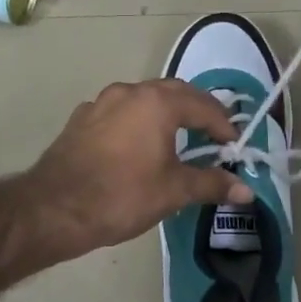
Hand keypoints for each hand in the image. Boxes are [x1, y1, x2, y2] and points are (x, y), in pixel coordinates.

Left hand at [22, 80, 254, 261]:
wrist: (54, 209)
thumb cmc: (122, 196)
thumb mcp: (173, 191)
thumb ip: (211, 184)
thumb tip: (246, 190)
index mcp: (157, 103)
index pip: (203, 106)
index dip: (224, 126)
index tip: (234, 148)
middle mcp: (130, 92)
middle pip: (174, 93)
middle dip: (198, 112)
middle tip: (213, 136)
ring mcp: (101, 102)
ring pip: (144, 99)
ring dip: (166, 114)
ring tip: (178, 140)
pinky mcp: (82, 119)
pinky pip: (120, 112)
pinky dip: (138, 122)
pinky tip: (138, 147)